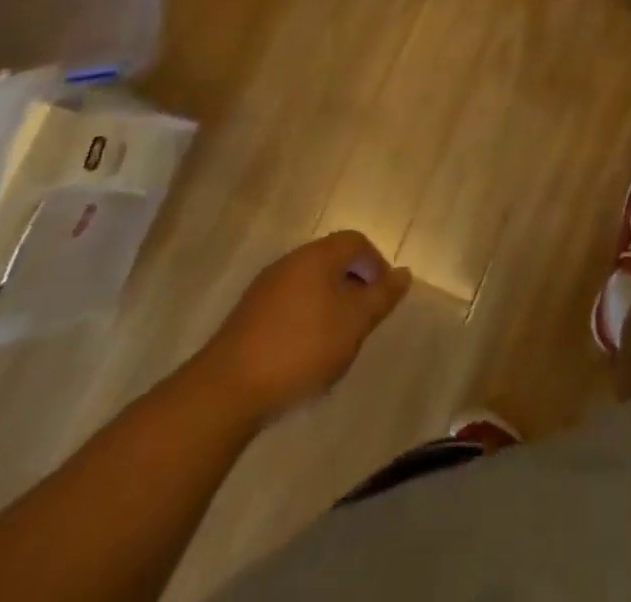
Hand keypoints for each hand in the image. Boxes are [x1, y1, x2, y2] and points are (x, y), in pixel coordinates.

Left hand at [192, 231, 410, 425]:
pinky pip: (288, 305)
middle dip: (353, 286)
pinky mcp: (247, 316)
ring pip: (309, 284)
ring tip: (336, 340)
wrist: (227, 390)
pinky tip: (304, 353)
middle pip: (331, 260)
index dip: (376, 264)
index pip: (356, 241)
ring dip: (329, 304)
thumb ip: (381, 297)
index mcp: (317, 255)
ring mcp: (264, 288)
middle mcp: (290, 262)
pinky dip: (304, 319)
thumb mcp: (354, 323)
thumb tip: (404, 273)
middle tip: (362, 320)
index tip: (382, 298)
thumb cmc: (301, 348)